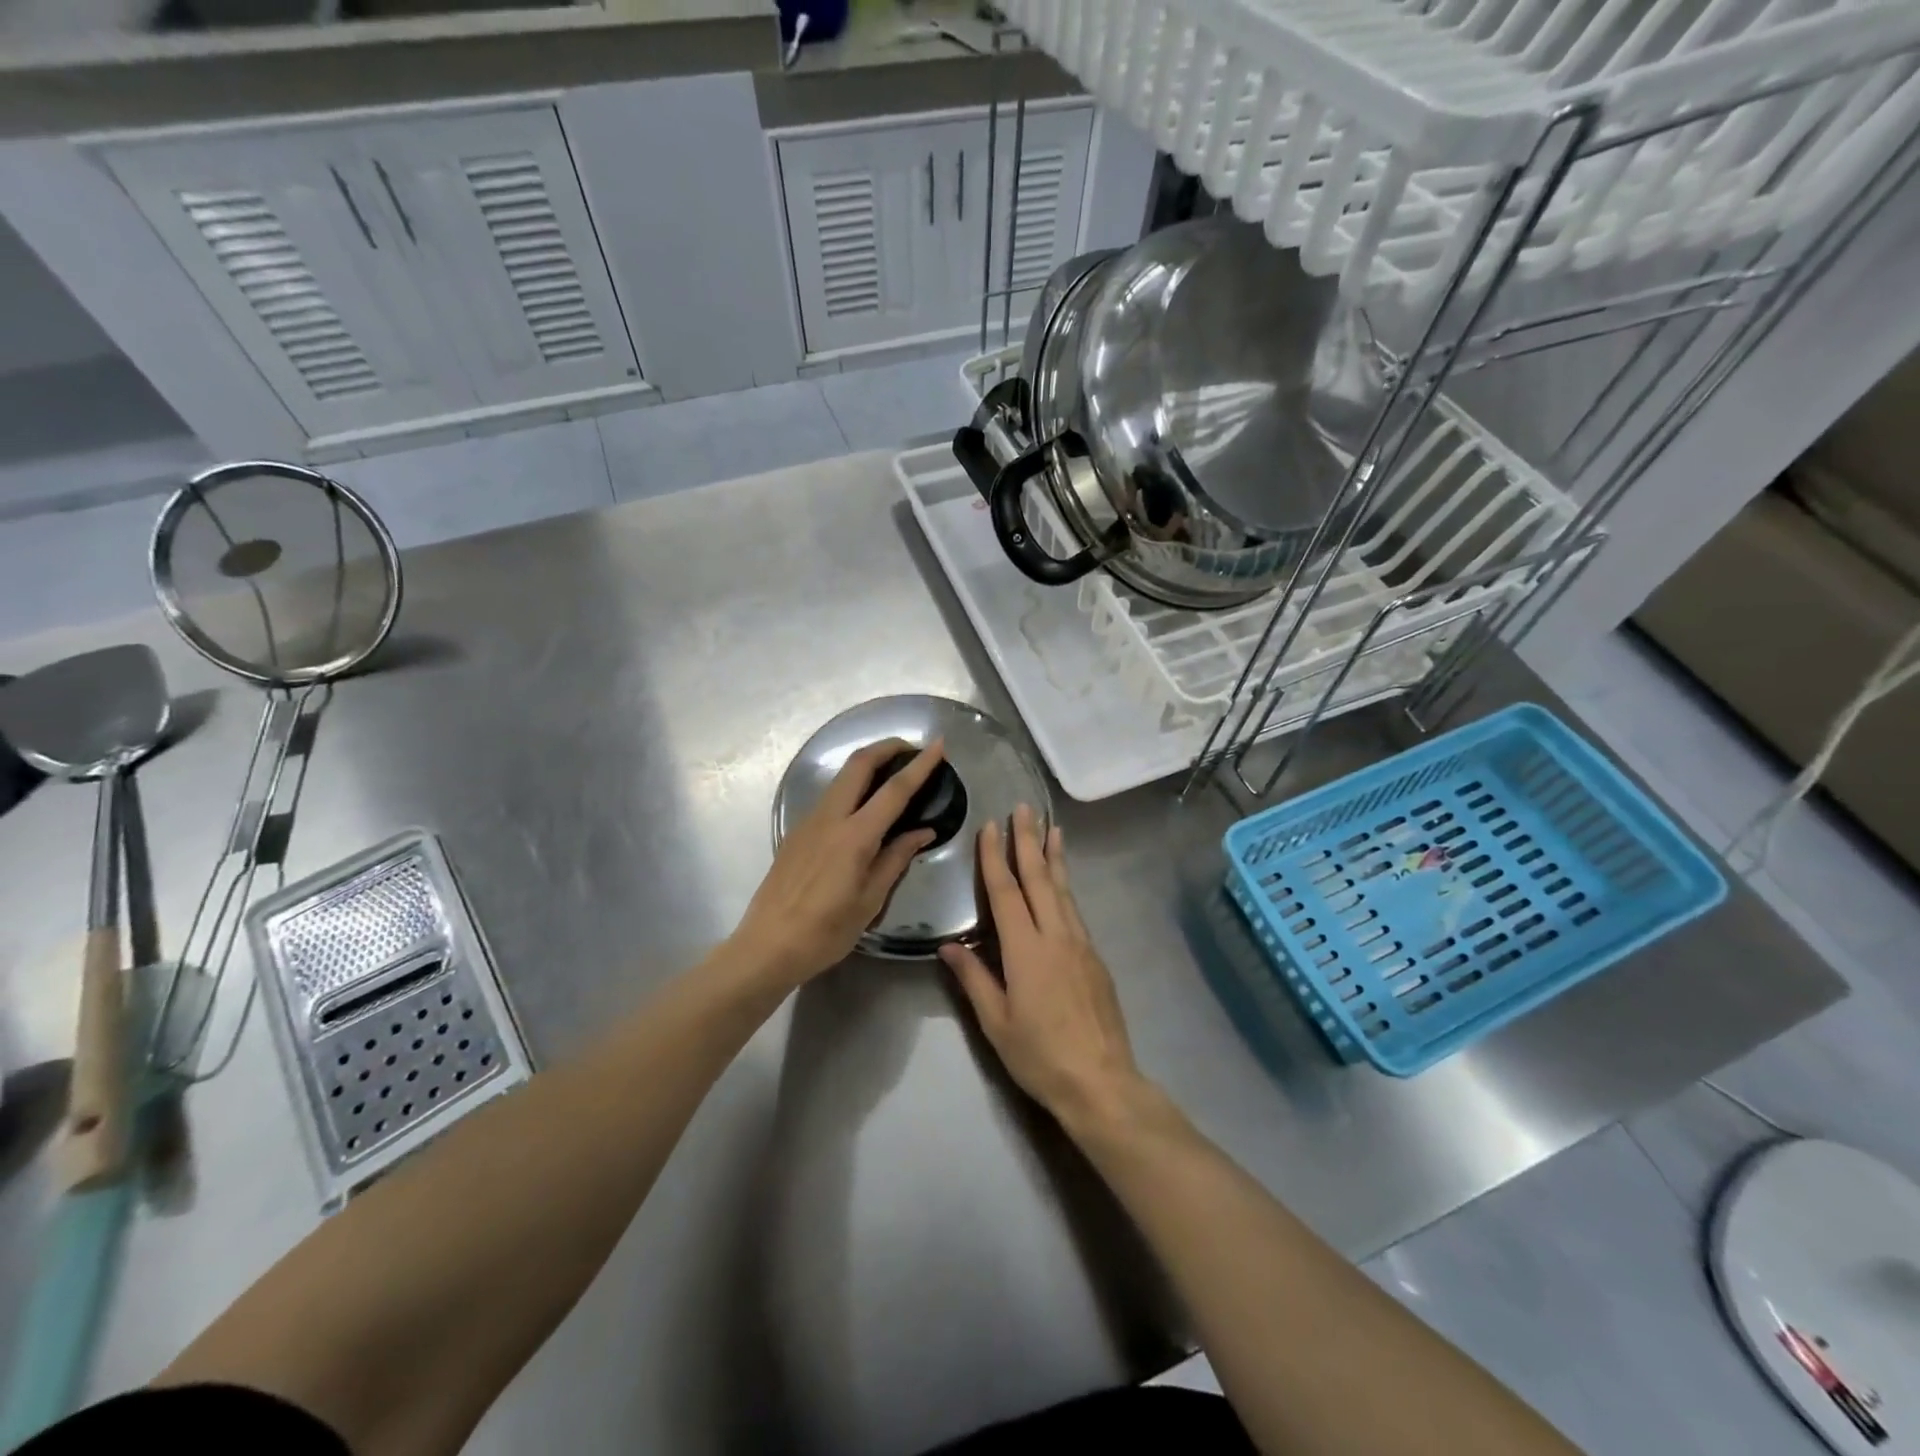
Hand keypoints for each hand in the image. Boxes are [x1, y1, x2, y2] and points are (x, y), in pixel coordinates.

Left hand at [733, 739, 945, 986]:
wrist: (767, 946)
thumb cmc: (825, 931)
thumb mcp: (870, 900)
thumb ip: (896, 859)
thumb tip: (922, 832)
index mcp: (854, 836)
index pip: (894, 790)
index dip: (920, 765)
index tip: (938, 746)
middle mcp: (830, 818)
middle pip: (859, 763)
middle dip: (887, 747)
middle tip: (912, 749)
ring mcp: (809, 822)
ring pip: (841, 777)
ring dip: (868, 764)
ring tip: (893, 773)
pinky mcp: (797, 832)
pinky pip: (830, 796)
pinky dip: (853, 787)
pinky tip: (865, 806)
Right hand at [941, 804, 1146, 1132]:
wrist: (1101, 1081)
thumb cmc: (1040, 1055)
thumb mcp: (996, 1023)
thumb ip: (973, 980)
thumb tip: (948, 946)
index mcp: (1026, 950)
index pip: (1006, 893)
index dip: (995, 858)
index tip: (990, 826)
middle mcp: (1056, 936)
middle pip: (1039, 879)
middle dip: (1029, 841)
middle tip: (1024, 808)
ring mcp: (1080, 945)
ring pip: (1063, 890)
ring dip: (1054, 857)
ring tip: (1052, 829)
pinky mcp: (1095, 958)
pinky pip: (1075, 911)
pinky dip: (1066, 887)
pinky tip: (1063, 883)